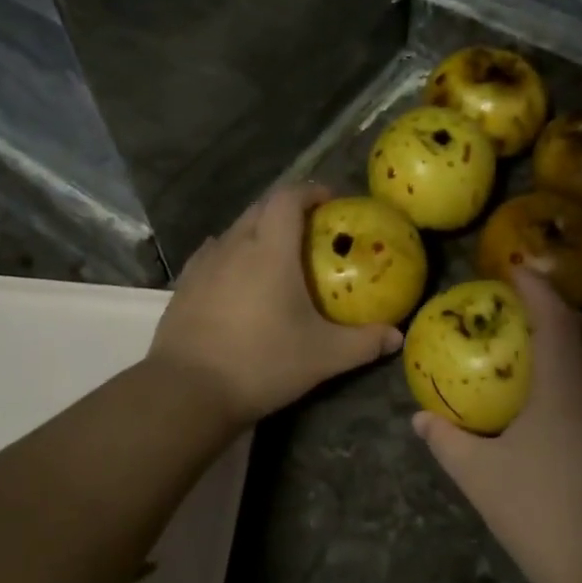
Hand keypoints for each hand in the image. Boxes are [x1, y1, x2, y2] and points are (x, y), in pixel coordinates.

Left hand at [149, 183, 401, 425]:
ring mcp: (205, 264)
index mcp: (270, 250)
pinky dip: (232, 253)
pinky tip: (237, 276)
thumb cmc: (262, 362)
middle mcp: (235, 245)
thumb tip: (396, 337)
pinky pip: (213, 253)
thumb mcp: (323, 357)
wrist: (188, 390)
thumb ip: (363, 343)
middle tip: (311, 229)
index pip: (288, 198)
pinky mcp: (185, 285)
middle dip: (287, 208)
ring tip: (276, 254)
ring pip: (235, 230)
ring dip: (258, 230)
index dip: (311, 192)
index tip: (331, 201)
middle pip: (261, 207)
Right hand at [413, 269, 581, 582]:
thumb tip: (421, 418)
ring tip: (546, 358)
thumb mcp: (481, 477)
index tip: (519, 270)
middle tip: (536, 317)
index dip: (539, 288)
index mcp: (566, 388)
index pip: (557, 319)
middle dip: (573, 312)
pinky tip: (561, 408)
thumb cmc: (541, 514)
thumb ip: (448, 442)